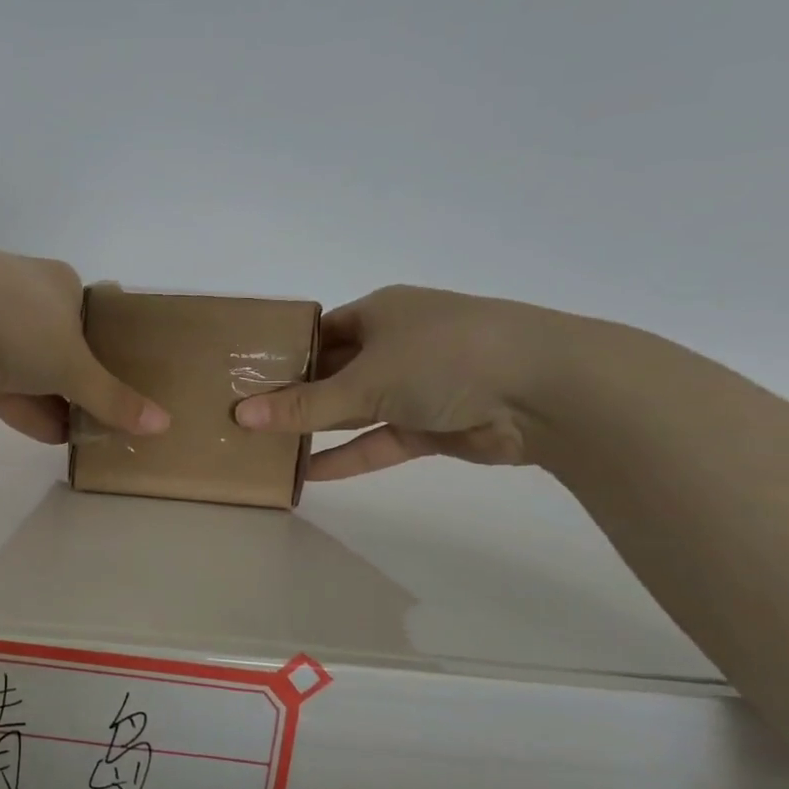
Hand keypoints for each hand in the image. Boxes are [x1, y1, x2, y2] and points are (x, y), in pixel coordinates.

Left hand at [0, 248, 168, 442]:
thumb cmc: (20, 324)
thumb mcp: (75, 365)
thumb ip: (114, 398)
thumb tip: (163, 425)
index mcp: (59, 281)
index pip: (90, 318)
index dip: (106, 355)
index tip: (118, 389)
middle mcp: (23, 293)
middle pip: (58, 345)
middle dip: (76, 384)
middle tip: (102, 420)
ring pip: (25, 367)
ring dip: (51, 401)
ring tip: (82, 437)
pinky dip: (21, 408)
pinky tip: (49, 437)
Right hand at [233, 285, 564, 479]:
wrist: (547, 391)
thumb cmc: (444, 357)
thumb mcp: (365, 379)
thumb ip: (304, 404)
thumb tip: (241, 415)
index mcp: (379, 313)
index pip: (319, 333)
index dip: (283, 356)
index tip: (244, 381)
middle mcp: (396, 345)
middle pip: (333, 373)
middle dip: (295, 397)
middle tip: (245, 420)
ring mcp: (417, 386)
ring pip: (355, 410)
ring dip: (318, 430)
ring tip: (267, 449)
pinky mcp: (433, 425)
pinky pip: (380, 440)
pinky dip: (348, 456)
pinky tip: (308, 474)